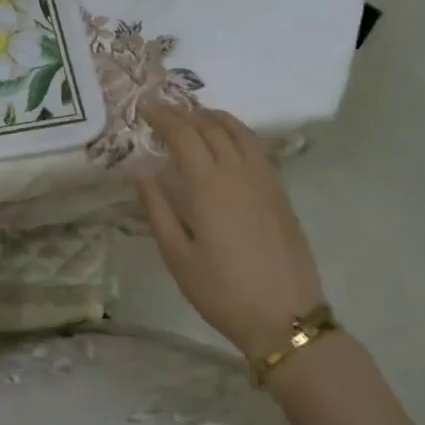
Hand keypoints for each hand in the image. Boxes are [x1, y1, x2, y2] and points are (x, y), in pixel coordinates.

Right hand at [136, 104, 326, 361]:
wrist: (284, 317)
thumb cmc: (221, 290)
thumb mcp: (176, 254)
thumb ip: (156, 209)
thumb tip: (140, 173)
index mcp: (208, 185)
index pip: (184, 134)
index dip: (163, 116)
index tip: (144, 107)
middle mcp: (239, 172)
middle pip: (211, 127)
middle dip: (184, 113)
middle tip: (163, 109)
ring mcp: (265, 180)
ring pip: (240, 132)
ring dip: (214, 117)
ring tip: (194, 116)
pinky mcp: (280, 193)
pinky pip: (257, 148)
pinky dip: (237, 133)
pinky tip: (227, 142)